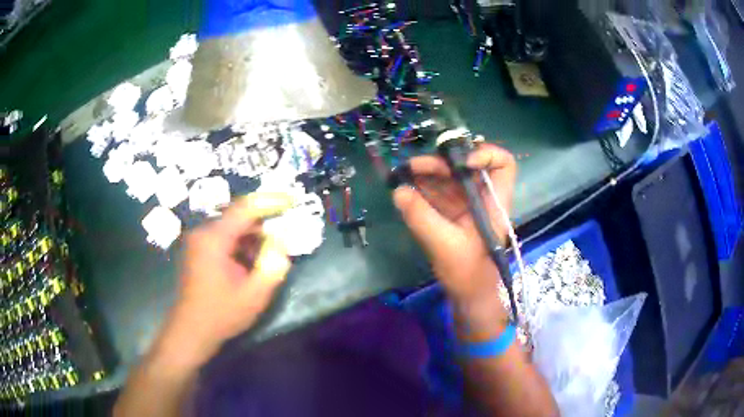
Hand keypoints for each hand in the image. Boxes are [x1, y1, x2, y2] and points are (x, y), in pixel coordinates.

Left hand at [159, 193, 293, 366]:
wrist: (191, 330)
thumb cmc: (221, 314)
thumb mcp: (254, 295)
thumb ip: (273, 266)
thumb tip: (281, 243)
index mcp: (214, 239)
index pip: (245, 208)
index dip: (270, 201)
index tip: (291, 200)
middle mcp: (203, 233)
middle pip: (238, 217)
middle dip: (262, 225)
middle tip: (282, 238)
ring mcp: (198, 241)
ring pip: (231, 228)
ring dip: (252, 238)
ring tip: (267, 257)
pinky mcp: (198, 251)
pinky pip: (223, 239)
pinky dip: (240, 245)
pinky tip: (250, 264)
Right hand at [393, 144, 516, 305]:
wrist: (468, 295)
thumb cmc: (467, 272)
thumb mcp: (444, 244)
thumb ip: (421, 216)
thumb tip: (398, 191)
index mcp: (493, 202)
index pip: (503, 163)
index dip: (484, 154)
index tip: (459, 165)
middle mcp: (482, 197)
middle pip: (467, 165)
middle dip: (441, 162)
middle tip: (414, 167)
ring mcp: (467, 204)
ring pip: (451, 176)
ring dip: (427, 171)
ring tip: (403, 173)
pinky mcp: (454, 212)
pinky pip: (439, 191)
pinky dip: (422, 187)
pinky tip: (405, 187)